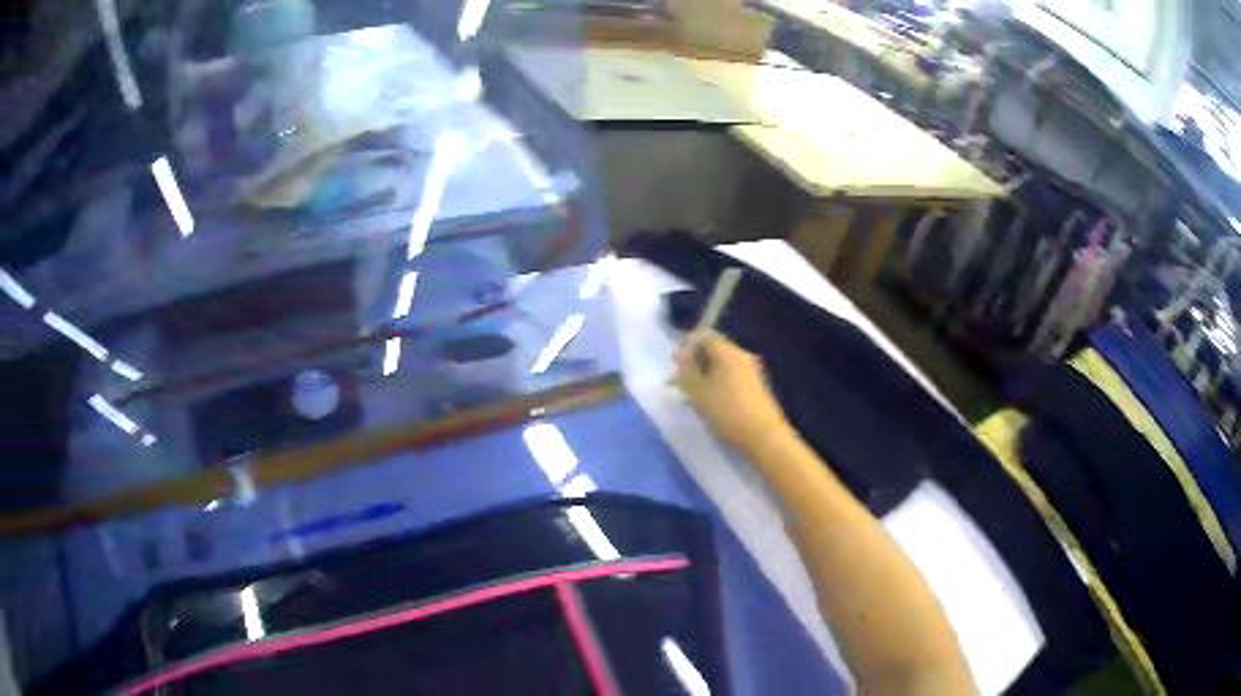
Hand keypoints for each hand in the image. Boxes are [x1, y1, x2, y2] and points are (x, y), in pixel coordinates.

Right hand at [674, 331, 790, 454]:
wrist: (763, 436)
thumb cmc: (726, 411)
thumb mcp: (697, 392)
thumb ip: (686, 370)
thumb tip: (681, 353)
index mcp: (728, 352)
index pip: (705, 337)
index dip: (687, 346)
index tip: (675, 364)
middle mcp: (742, 356)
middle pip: (715, 350)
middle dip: (697, 361)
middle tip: (682, 379)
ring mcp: (752, 372)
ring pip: (724, 365)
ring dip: (707, 374)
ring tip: (694, 393)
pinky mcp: (757, 388)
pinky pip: (733, 377)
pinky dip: (719, 384)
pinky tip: (712, 401)